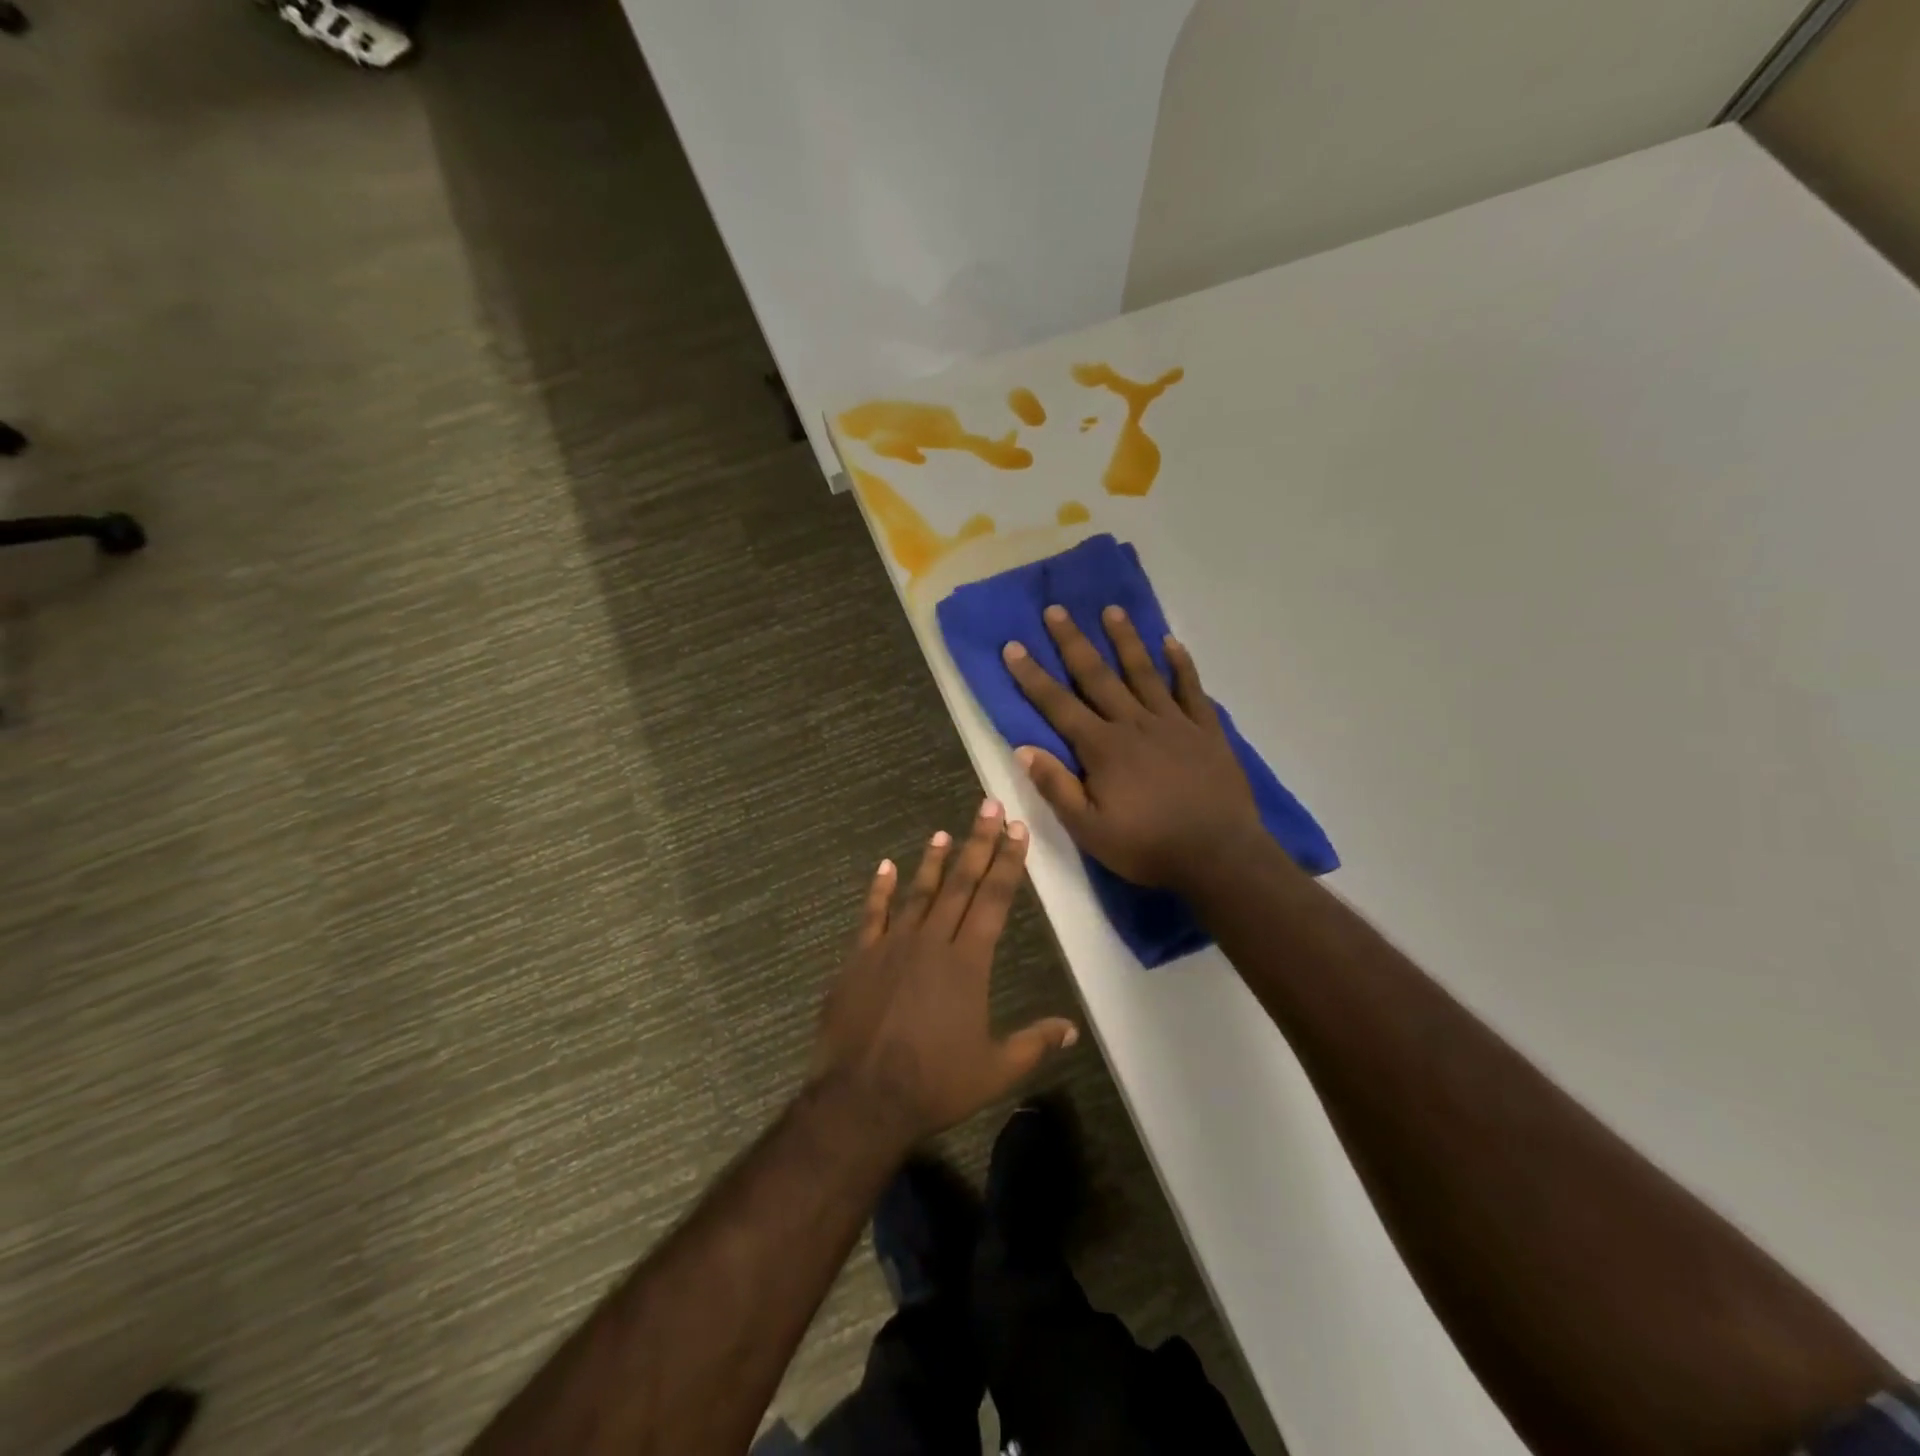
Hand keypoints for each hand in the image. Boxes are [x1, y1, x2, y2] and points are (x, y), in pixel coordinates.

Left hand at [814, 802, 1078, 1140]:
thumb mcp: (995, 1070)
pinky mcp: (860, 957)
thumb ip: (1034, 1044)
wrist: (862, 1098)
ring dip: (934, 861)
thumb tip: (1071, 1029)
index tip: (1018, 830)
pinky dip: (880, 890)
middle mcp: (933, 942)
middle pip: (962, 884)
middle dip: (979, 843)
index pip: (995, 900)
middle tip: (989, 806)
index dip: (1008, 862)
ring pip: (919, 892)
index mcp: (968, 962)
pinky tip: (885, 866)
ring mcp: (893, 945)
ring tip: (945, 832)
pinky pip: (872, 915)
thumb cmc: (935, 1084)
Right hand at [1001, 605, 1265, 893]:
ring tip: (1111, 610)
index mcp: (1103, 748)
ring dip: (1126, 640)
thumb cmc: (1148, 847)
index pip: (1058, 705)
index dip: (1033, 676)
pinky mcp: (1206, 730)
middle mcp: (1134, 724)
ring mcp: (1174, 723)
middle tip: (1056, 610)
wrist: (1219, 856)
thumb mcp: (1090, 830)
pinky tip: (1172, 642)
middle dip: (1073, 642)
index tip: (1013, 646)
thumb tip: (1024, 749)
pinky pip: (1191, 689)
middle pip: (1098, 676)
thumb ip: (1057, 787)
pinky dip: (1181, 664)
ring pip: (1144, 672)